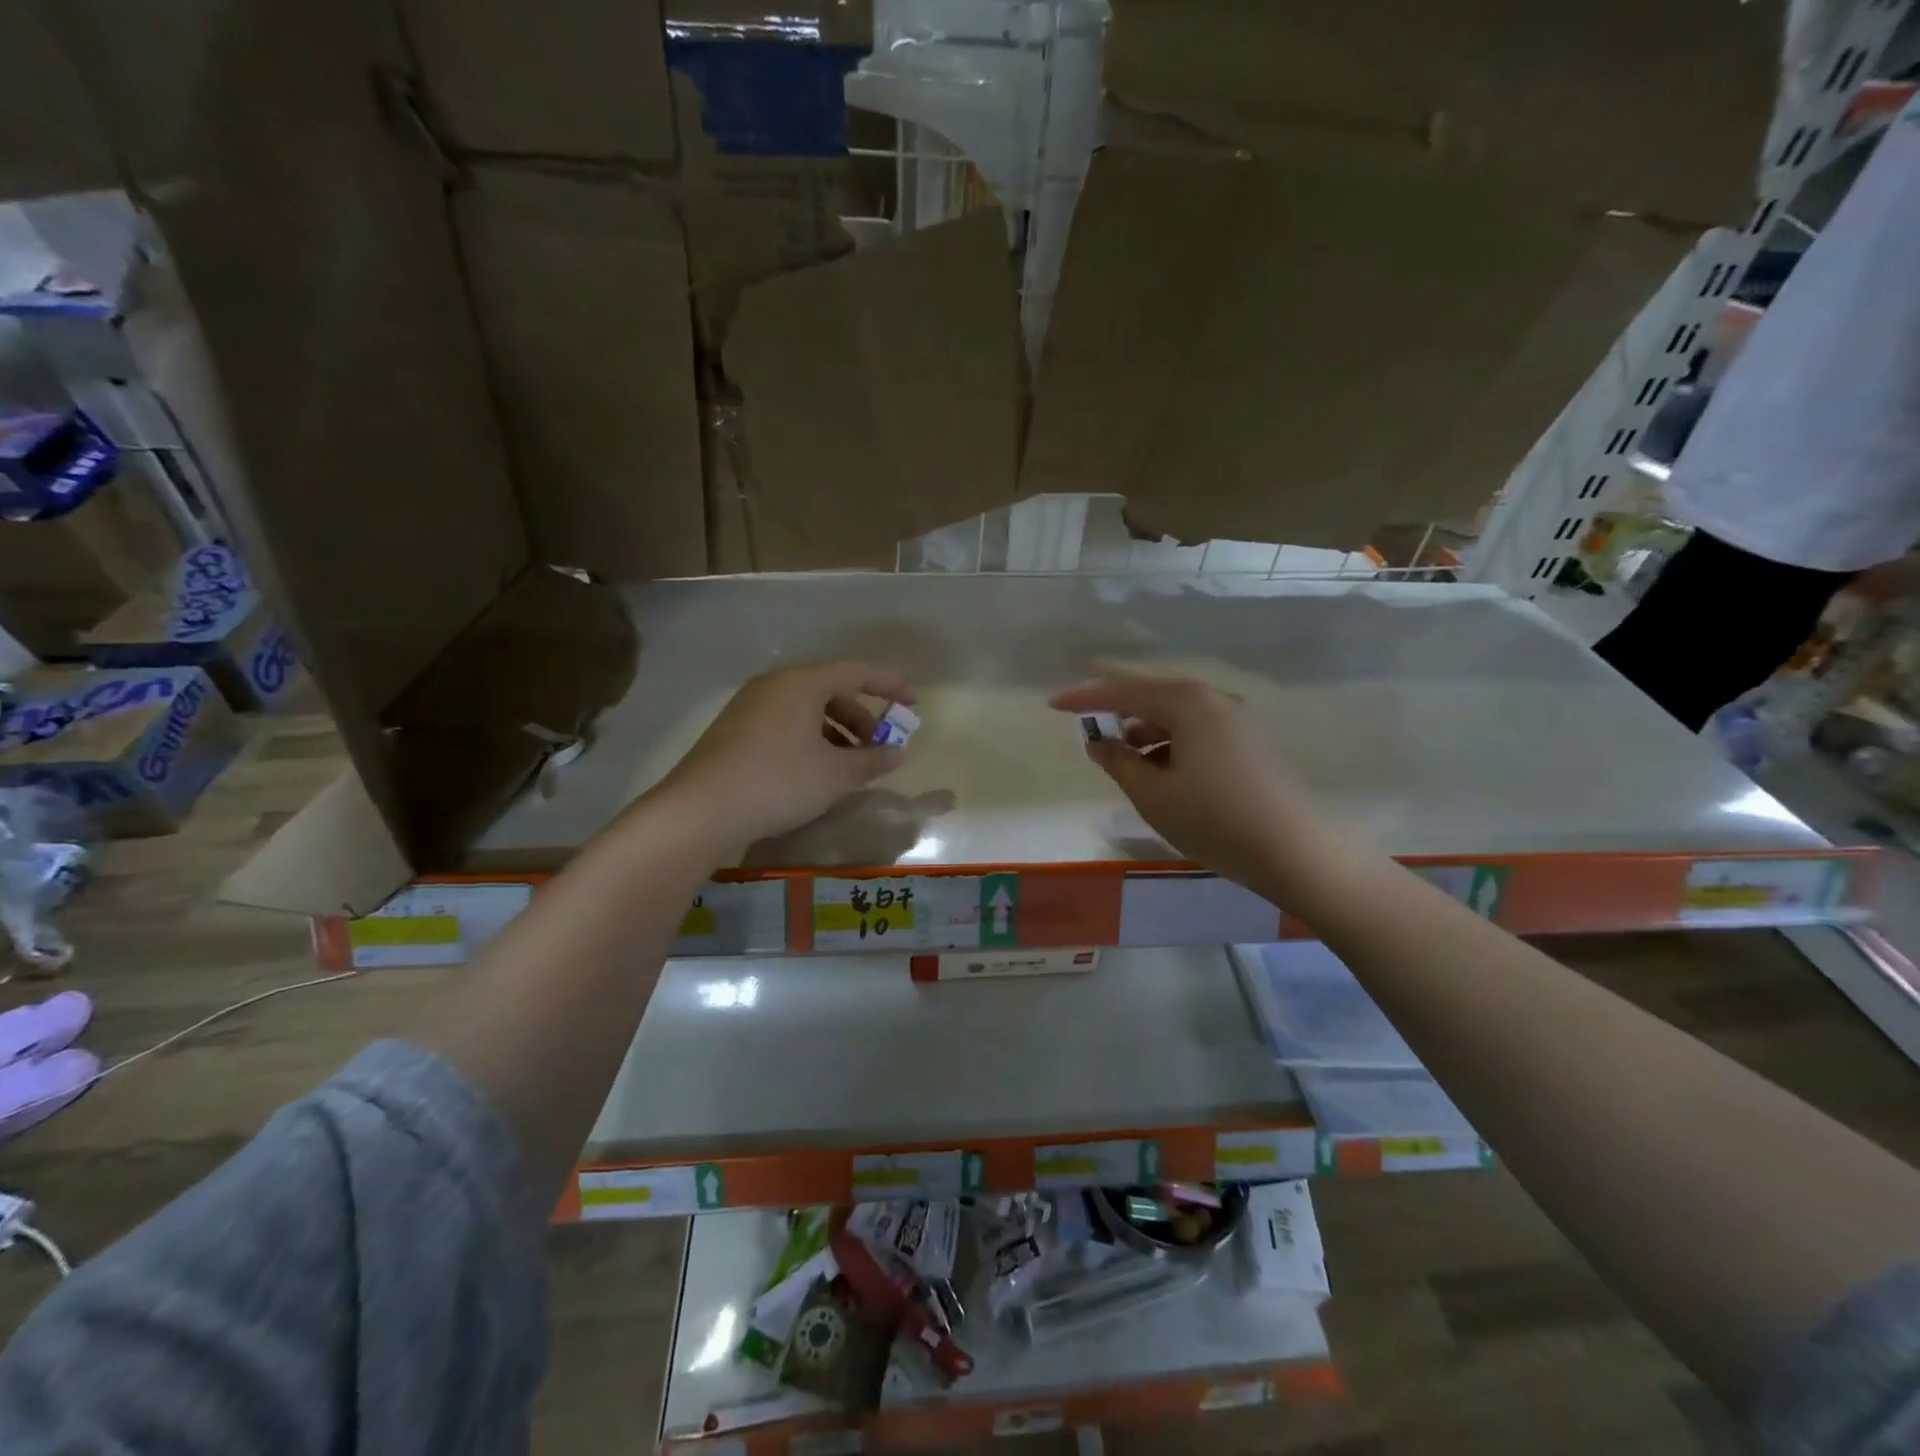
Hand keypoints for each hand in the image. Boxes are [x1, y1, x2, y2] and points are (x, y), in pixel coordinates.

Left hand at [653, 661, 913, 850]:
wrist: (700, 810)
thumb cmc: (779, 782)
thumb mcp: (834, 775)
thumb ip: (871, 761)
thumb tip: (897, 753)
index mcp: (803, 683)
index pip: (858, 672)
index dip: (890, 686)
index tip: (913, 704)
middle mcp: (775, 684)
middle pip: (831, 690)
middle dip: (861, 717)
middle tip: (878, 747)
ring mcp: (750, 706)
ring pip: (806, 709)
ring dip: (835, 732)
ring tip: (849, 765)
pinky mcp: (734, 729)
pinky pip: (785, 723)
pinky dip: (809, 739)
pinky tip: (814, 771)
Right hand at [1050, 665, 1322, 888]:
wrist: (1295, 853)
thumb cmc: (1214, 820)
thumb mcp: (1153, 795)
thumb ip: (1119, 762)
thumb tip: (1099, 742)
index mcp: (1189, 704)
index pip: (1125, 691)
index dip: (1086, 697)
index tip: (1053, 703)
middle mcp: (1215, 700)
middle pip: (1153, 692)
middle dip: (1116, 701)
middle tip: (1083, 707)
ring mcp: (1237, 720)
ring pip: (1177, 712)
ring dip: (1143, 724)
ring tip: (1119, 749)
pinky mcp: (1249, 743)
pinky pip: (1197, 728)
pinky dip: (1169, 739)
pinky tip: (1158, 766)